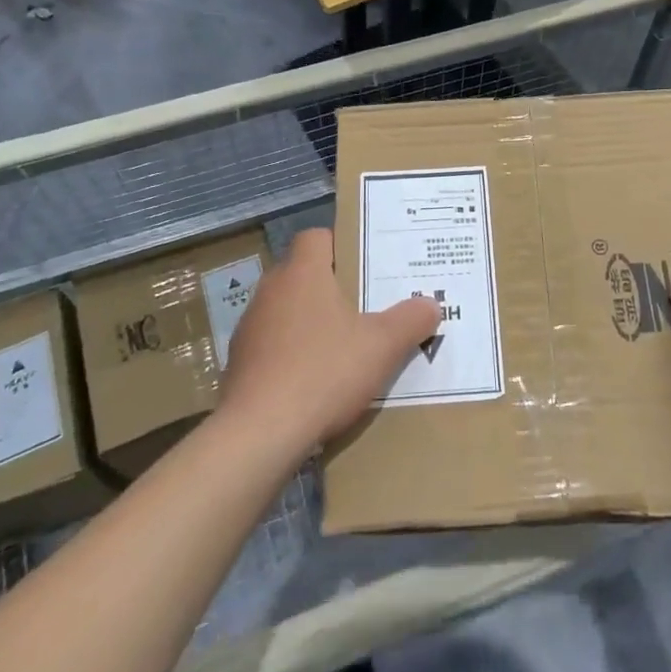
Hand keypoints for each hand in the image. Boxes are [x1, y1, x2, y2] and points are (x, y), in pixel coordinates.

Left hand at [219, 228, 440, 456]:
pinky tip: (316, 380)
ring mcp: (251, 328)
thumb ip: (410, 320)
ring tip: (345, 345)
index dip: (342, 245)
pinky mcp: (239, 364)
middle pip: (304, 273)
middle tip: (367, 304)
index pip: (316, 237)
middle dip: (333, 287)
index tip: (367, 264)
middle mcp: (271, 291)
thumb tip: (431, 304)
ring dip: (311, 322)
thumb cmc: (324, 372)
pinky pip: (273, 345)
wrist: (259, 434)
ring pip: (287, 310)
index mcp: (302, 273)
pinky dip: (293, 354)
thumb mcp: (382, 346)